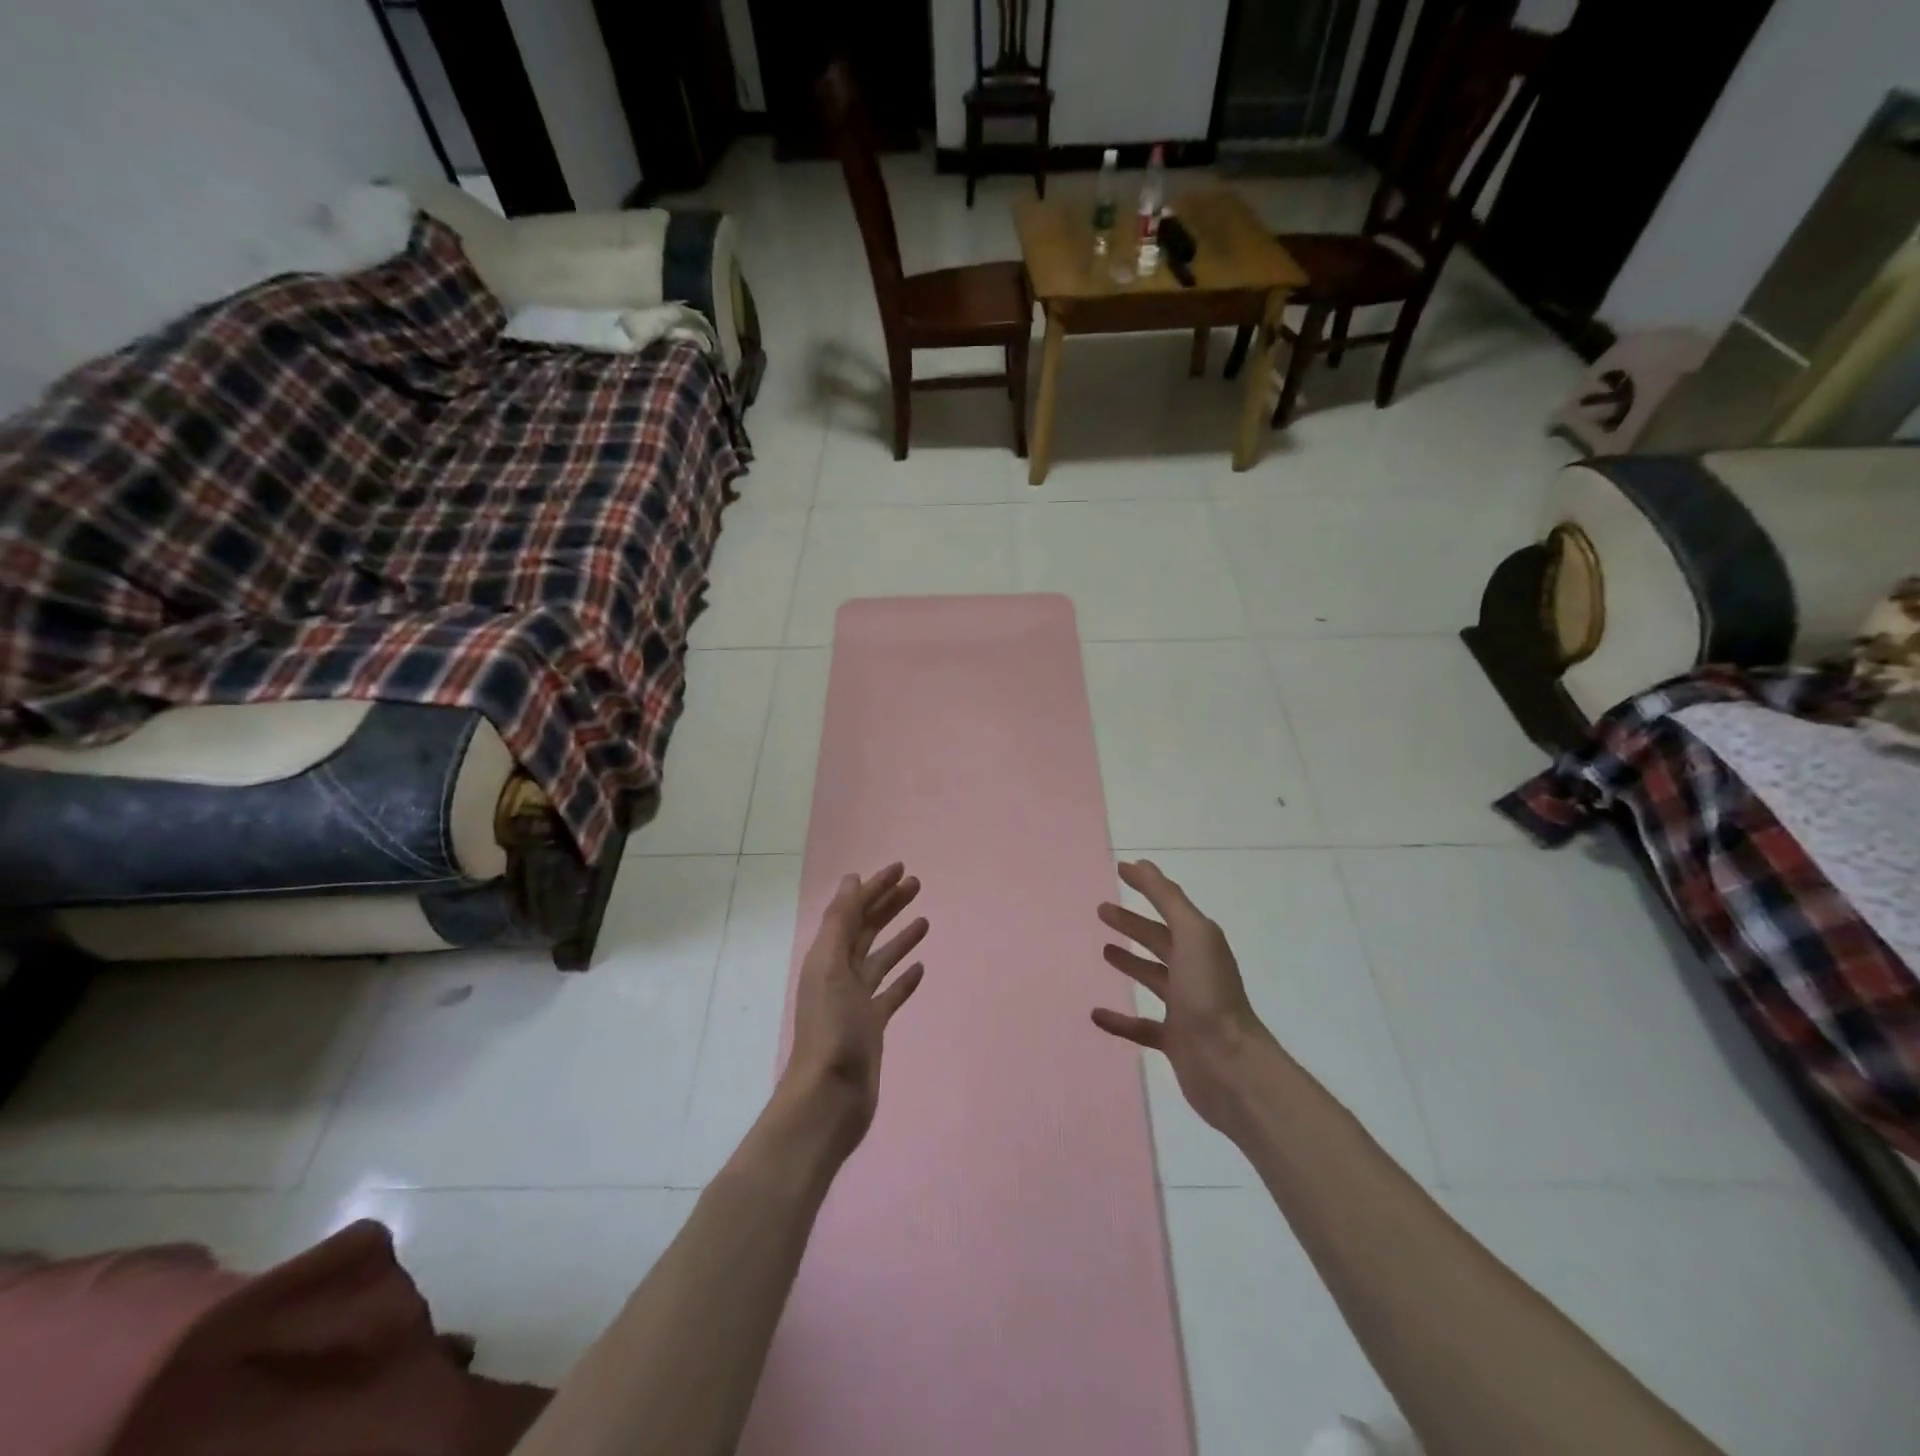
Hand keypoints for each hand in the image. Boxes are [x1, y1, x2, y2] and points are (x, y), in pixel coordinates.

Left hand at [780, 863, 927, 1151]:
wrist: (830, 1097)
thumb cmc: (831, 1028)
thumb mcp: (830, 967)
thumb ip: (839, 923)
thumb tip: (851, 880)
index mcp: (827, 957)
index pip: (853, 911)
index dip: (875, 888)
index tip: (900, 868)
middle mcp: (840, 973)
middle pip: (867, 930)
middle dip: (889, 905)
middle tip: (917, 884)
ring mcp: (856, 1000)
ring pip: (881, 959)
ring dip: (900, 937)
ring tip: (924, 920)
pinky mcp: (872, 1025)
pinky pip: (890, 993)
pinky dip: (904, 978)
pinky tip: (920, 968)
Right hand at [1092, 859, 1276, 1136]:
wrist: (1231, 1067)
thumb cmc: (1209, 994)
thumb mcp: (1192, 935)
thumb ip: (1168, 899)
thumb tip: (1142, 865)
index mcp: (1200, 943)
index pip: (1169, 906)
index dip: (1147, 886)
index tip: (1120, 870)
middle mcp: (1194, 970)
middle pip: (1159, 940)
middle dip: (1133, 923)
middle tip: (1101, 910)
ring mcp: (1184, 1006)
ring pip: (1152, 977)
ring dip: (1130, 962)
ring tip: (1104, 950)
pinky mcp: (1174, 1040)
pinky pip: (1140, 1026)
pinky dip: (1119, 1020)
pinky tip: (1096, 1014)